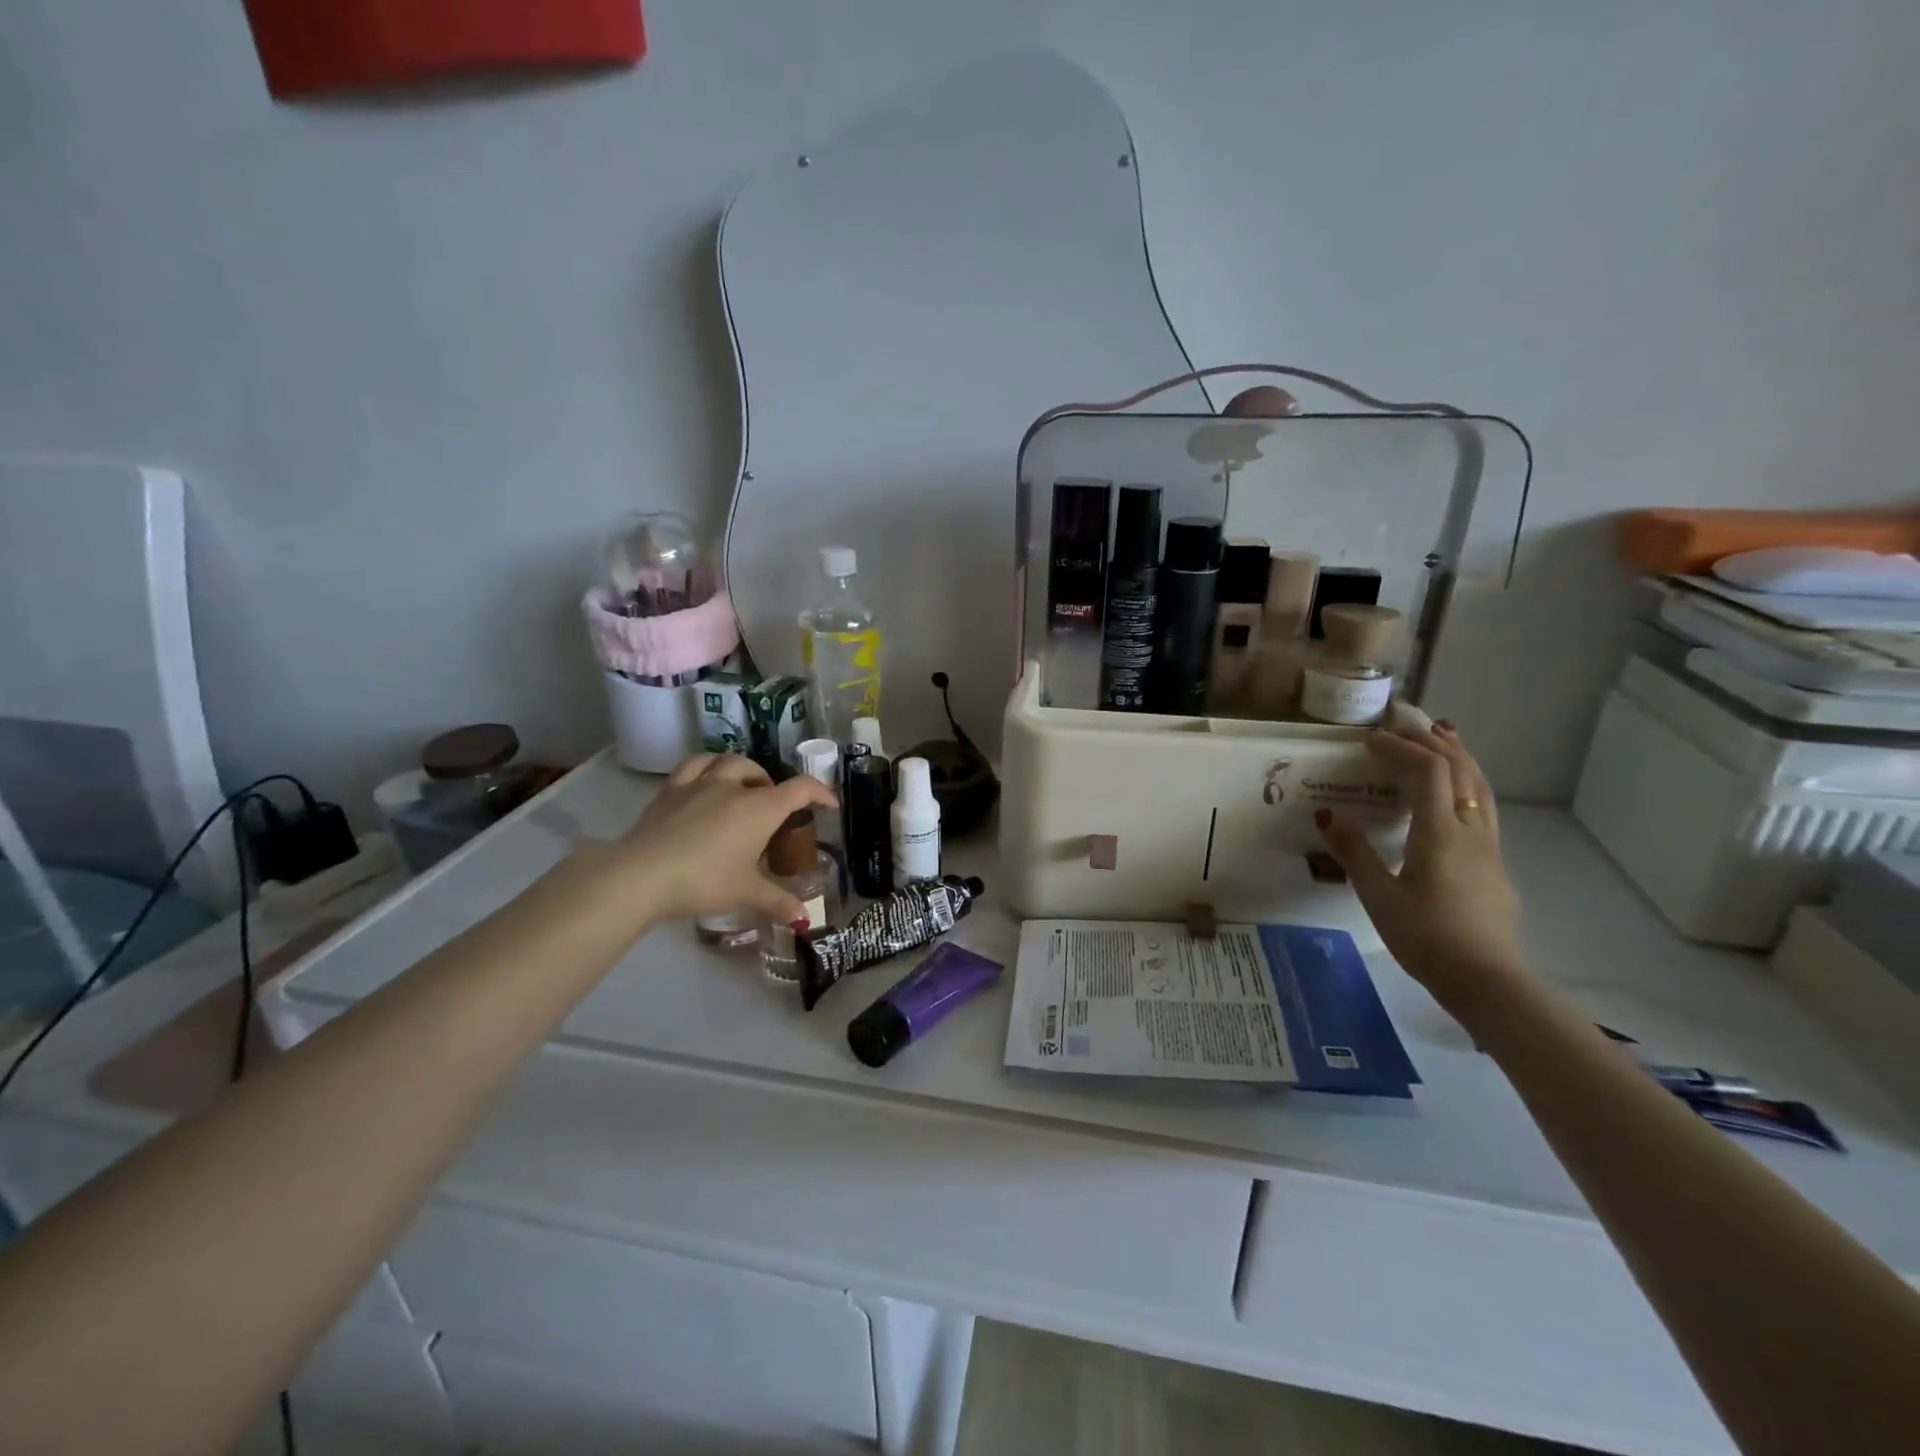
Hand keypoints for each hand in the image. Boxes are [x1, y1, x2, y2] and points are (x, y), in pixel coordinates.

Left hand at [602, 755, 835, 925]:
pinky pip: (693, 766)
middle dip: (772, 786)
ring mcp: (699, 784)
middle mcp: (734, 787)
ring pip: (727, 761)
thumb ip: (777, 902)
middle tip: (772, 810)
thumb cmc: (705, 881)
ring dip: (741, 770)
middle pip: (761, 773)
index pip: (801, 788)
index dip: (820, 792)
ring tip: (741, 787)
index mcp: (761, 808)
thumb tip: (804, 919)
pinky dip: (706, 768)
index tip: (828, 804)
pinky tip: (704, 782)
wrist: (643, 875)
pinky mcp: (670, 791)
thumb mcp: (746, 894)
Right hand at [1315, 724, 1525, 1012]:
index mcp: (1440, 833)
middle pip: (1461, 769)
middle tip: (1404, 727)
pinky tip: (1453, 795)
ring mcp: (1489, 847)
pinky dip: (1467, 783)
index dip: (1400, 747)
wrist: (1488, 980)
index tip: (1370, 739)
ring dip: (1458, 757)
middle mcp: (1471, 830)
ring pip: (1480, 786)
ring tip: (1439, 740)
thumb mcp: (1378, 896)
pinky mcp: (1494, 864)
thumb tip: (1327, 815)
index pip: (1428, 770)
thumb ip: (1355, 853)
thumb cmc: (1427, 937)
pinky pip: (1483, 806)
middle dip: (1432, 742)